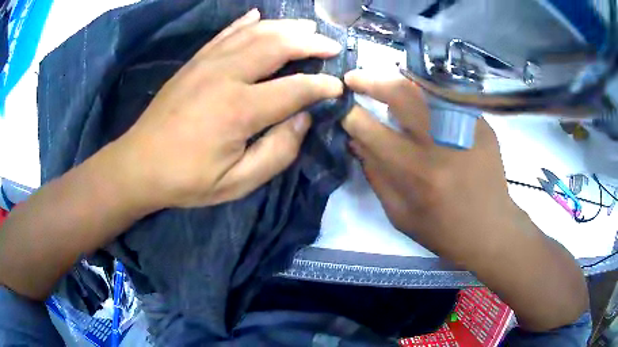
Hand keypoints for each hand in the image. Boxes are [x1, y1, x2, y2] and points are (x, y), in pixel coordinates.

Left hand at [107, 10, 343, 209]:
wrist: (139, 164)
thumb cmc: (186, 179)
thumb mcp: (236, 183)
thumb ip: (277, 152)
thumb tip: (303, 119)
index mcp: (239, 109)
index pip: (296, 87)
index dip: (322, 85)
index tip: (338, 86)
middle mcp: (226, 75)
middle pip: (278, 45)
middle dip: (310, 43)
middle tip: (331, 46)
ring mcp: (207, 63)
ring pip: (255, 32)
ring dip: (286, 27)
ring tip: (308, 27)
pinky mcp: (194, 62)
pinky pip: (225, 33)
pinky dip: (246, 22)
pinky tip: (259, 16)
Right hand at [341, 70, 518, 262]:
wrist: (490, 229)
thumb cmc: (443, 230)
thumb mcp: (400, 214)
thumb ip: (376, 176)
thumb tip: (356, 142)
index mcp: (416, 172)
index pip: (371, 130)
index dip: (350, 115)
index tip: (340, 107)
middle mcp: (440, 143)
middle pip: (400, 95)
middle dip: (370, 81)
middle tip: (353, 78)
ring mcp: (465, 128)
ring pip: (425, 88)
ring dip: (397, 80)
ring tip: (382, 81)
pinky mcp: (481, 124)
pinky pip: (447, 97)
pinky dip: (426, 92)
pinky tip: (419, 97)